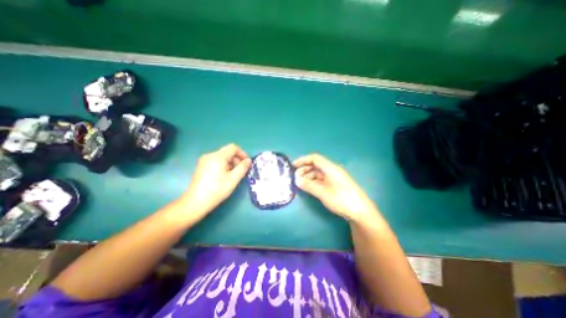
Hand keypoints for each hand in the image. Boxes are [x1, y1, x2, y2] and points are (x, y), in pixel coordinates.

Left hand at [180, 143, 249, 218]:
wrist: (195, 203)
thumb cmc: (216, 190)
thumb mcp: (233, 179)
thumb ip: (243, 167)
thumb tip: (248, 160)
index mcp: (217, 156)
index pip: (233, 148)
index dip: (243, 154)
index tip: (247, 163)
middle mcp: (210, 155)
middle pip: (227, 152)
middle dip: (237, 160)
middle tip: (241, 172)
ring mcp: (204, 161)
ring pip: (222, 158)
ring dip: (231, 164)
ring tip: (233, 176)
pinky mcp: (201, 167)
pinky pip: (216, 162)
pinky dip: (224, 166)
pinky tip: (224, 177)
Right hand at [294, 154, 376, 222]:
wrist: (360, 211)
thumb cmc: (342, 199)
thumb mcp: (323, 192)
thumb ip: (309, 185)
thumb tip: (296, 180)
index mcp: (330, 168)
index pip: (314, 158)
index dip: (303, 160)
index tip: (293, 166)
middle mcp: (332, 170)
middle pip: (316, 165)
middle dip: (304, 169)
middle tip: (296, 178)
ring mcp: (334, 178)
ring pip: (318, 173)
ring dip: (308, 176)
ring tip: (301, 184)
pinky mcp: (335, 185)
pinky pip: (321, 180)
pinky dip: (314, 182)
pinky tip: (309, 187)